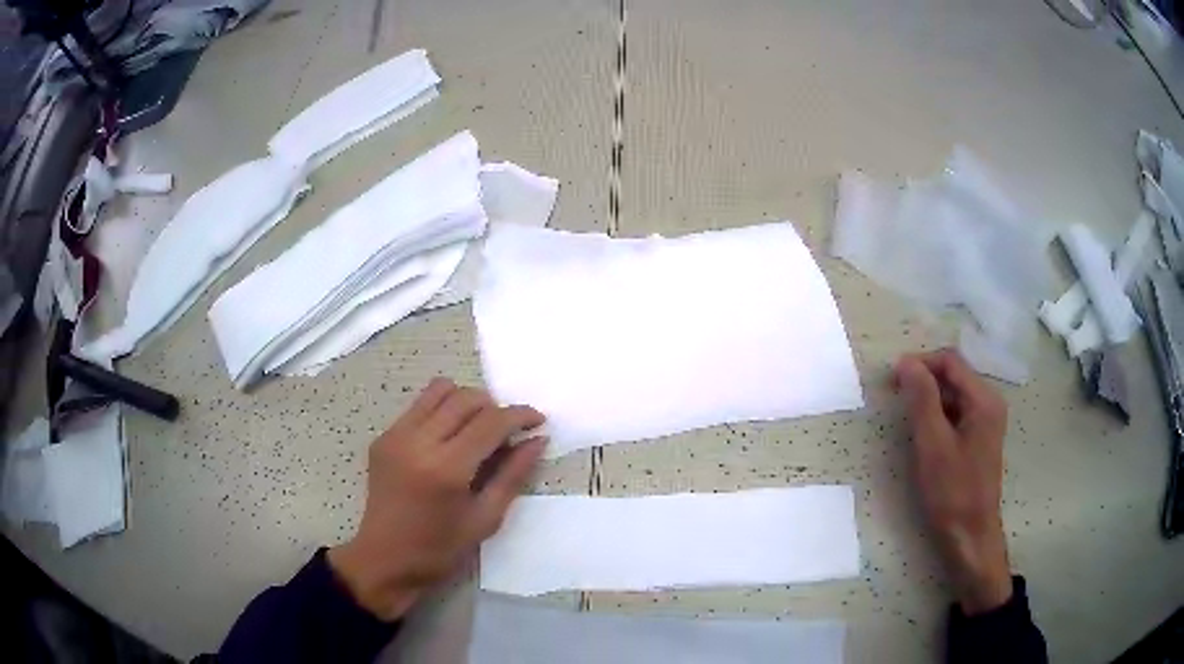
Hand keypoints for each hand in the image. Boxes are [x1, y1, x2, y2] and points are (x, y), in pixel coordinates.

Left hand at [327, 378, 545, 620]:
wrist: (384, 560)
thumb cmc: (440, 549)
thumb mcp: (486, 519)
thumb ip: (513, 475)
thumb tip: (537, 440)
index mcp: (447, 469)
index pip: (491, 422)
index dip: (520, 415)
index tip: (538, 421)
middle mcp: (418, 442)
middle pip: (466, 399)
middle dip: (495, 407)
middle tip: (507, 432)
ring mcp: (396, 436)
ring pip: (440, 391)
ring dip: (466, 401)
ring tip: (477, 428)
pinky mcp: (383, 437)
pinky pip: (419, 406)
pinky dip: (442, 410)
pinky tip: (448, 439)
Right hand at [895, 349, 1012, 614]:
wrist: (969, 536)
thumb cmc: (952, 492)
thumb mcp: (933, 444)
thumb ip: (922, 399)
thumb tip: (906, 362)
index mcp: (983, 399)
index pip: (949, 361)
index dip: (919, 363)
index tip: (891, 380)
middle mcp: (989, 402)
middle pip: (953, 374)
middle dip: (924, 379)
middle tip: (895, 398)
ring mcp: (986, 421)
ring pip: (954, 394)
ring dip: (929, 397)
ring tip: (906, 417)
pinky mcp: (980, 438)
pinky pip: (957, 412)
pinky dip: (938, 415)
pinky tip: (924, 434)